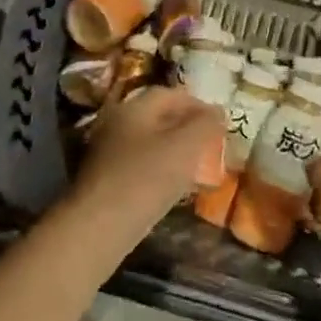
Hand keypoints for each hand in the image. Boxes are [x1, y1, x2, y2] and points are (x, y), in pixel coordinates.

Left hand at [73, 87, 224, 231]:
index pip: (169, 94)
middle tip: (210, 142)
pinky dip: (159, 168)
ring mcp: (107, 152)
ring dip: (173, 149)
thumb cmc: (147, 177)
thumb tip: (218, 112)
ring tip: (197, 165)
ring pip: (148, 142)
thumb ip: (205, 124)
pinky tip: (172, 186)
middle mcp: (116, 123)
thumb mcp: (187, 146)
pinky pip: (138, 165)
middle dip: (186, 126)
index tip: (219, 120)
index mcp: (134, 108)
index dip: (197, 103)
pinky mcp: (104, 180)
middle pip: (157, 117)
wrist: (101, 226)